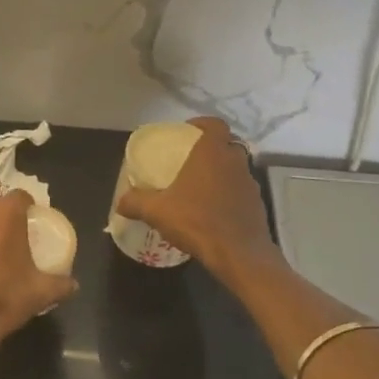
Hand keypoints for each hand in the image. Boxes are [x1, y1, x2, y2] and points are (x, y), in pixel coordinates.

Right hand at [116, 117, 275, 275]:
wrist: (240, 255)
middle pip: (227, 144)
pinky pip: (241, 191)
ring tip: (200, 188)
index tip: (187, 132)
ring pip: (235, 168)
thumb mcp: (158, 212)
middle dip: (211, 149)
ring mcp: (250, 183)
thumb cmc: (198, 222)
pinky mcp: (257, 205)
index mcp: (212, 153)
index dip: (202, 124)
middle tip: (191, 160)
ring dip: (221, 172)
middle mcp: (235, 162)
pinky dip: (229, 194)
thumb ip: (136, 203)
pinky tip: (214, 211)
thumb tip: (120, 202)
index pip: (214, 124)